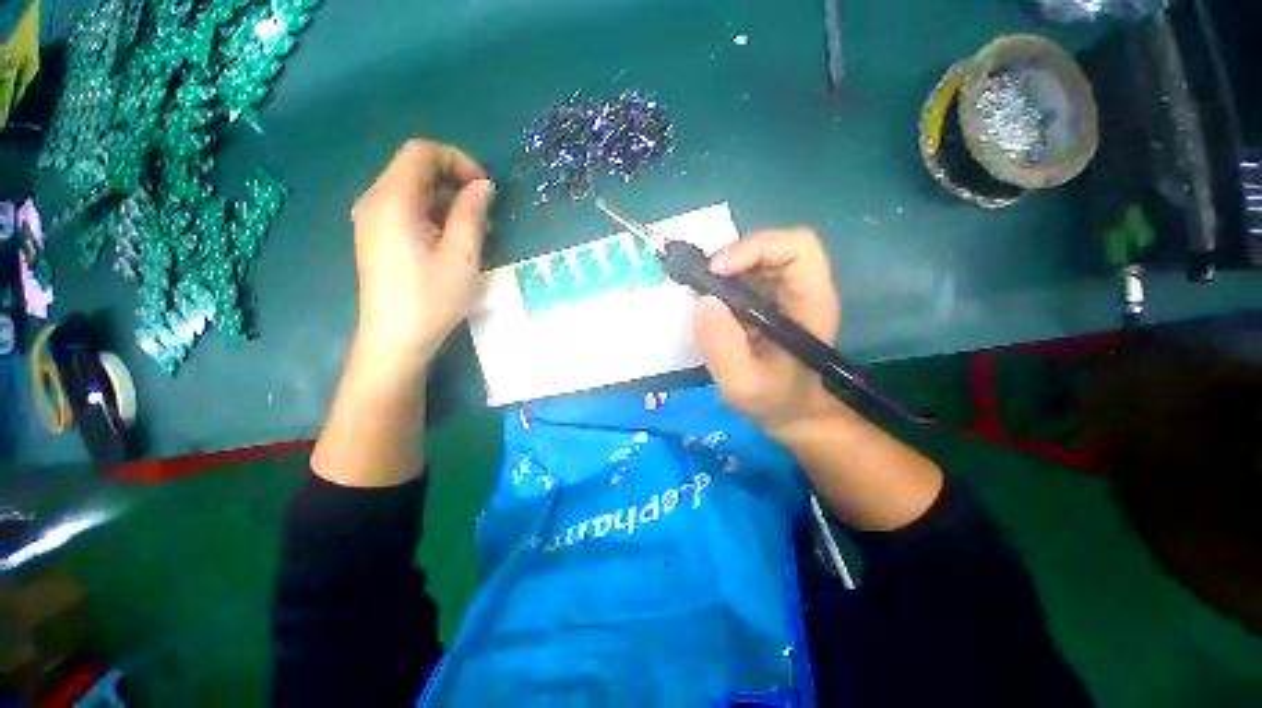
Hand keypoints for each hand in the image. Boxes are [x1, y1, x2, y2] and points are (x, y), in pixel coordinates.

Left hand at [350, 139, 494, 363]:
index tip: (485, 188)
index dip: (458, 160)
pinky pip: (405, 208)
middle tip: (484, 208)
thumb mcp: (461, 256)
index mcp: (392, 201)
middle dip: (454, 178)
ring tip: (475, 227)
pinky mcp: (376, 236)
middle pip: (414, 167)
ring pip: (411, 188)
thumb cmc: (431, 299)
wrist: (395, 339)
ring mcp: (371, 219)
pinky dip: (432, 212)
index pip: (421, 152)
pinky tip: (452, 238)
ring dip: (446, 198)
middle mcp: (374, 201)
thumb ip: (471, 214)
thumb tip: (483, 185)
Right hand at [695, 228, 850, 438]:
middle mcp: (800, 288)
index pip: (797, 247)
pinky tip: (707, 301)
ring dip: (723, 269)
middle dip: (732, 257)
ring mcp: (782, 292)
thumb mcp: (743, 383)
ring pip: (754, 258)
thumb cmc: (774, 400)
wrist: (790, 412)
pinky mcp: (765, 300)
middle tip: (701, 282)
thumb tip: (702, 300)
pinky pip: (742, 276)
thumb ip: (723, 347)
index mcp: (810, 301)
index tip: (718, 271)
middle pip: (772, 246)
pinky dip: (720, 281)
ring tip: (699, 291)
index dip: (756, 247)